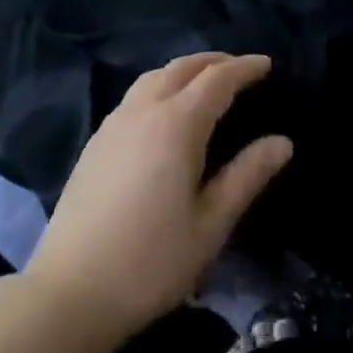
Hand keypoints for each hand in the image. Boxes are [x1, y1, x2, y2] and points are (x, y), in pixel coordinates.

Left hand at [24, 52, 292, 348]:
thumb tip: (283, 142)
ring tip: (205, 83)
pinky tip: (165, 111)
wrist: (70, 291)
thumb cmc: (150, 261)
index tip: (266, 64)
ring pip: (155, 76)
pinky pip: (136, 95)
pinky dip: (161, 85)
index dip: (244, 68)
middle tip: (240, 69)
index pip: (217, 79)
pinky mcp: (96, 140)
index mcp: (177, 123)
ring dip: (184, 70)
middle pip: (183, 67)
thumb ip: (247, 176)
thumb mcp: (210, 225)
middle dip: (214, 61)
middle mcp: (145, 110)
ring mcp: (115, 122)